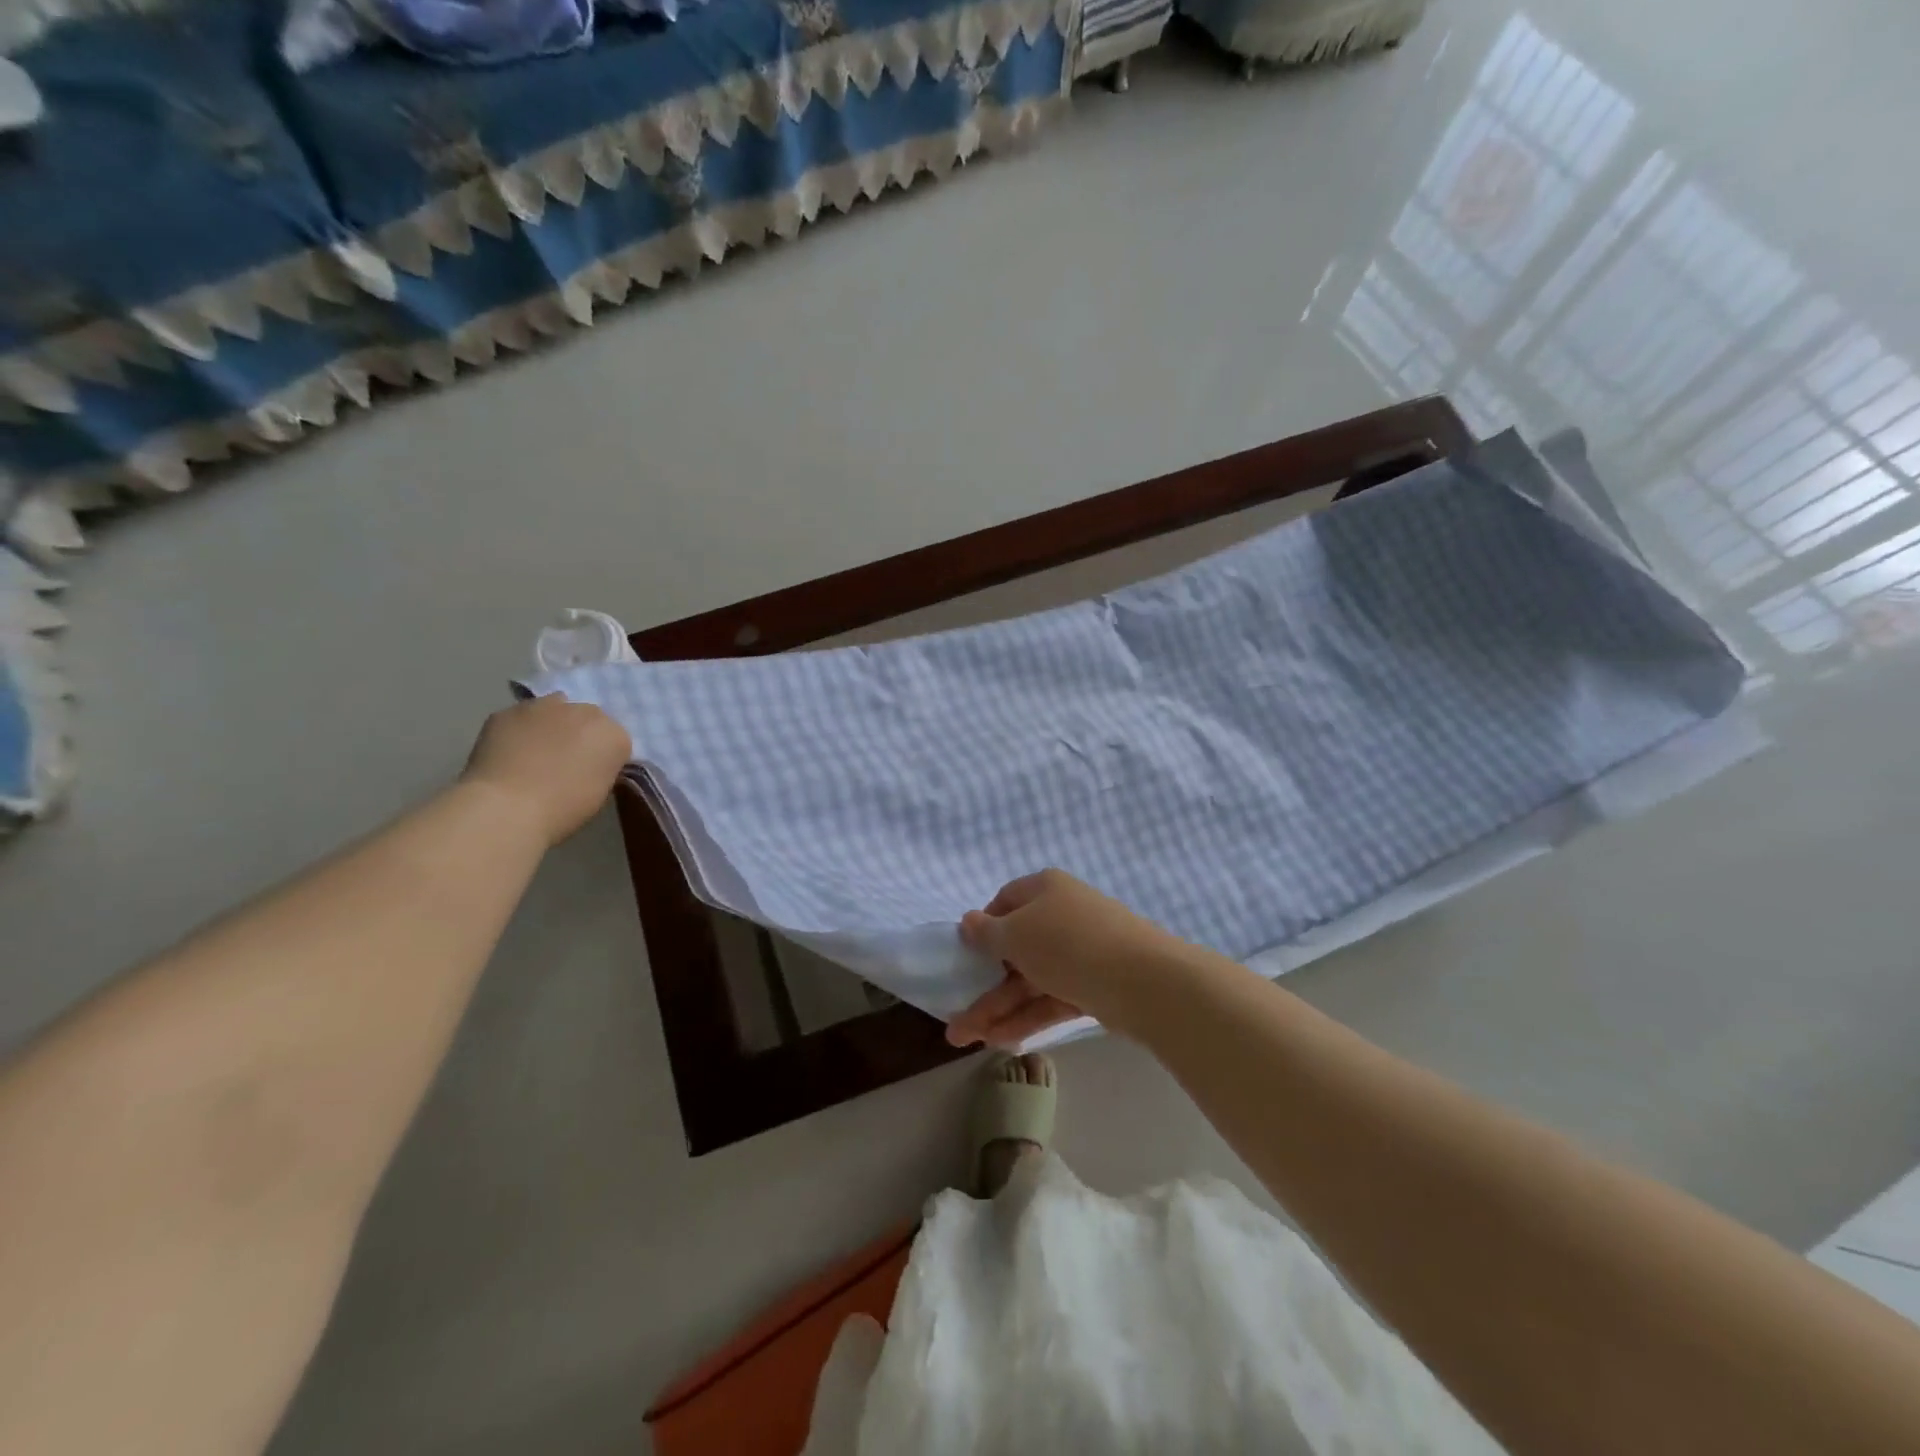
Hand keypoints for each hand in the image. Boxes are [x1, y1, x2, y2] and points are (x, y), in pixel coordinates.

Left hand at [460, 696, 631, 846]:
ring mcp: (544, 706)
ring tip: (536, 752)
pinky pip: (520, 718)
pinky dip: (519, 730)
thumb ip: (600, 768)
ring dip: (551, 725)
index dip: (603, 756)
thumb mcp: (600, 793)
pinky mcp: (508, 710)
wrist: (507, 808)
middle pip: (588, 718)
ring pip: (554, 709)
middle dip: (581, 734)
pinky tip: (509, 752)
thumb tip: (588, 764)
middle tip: (565, 761)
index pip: (616, 739)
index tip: (592, 774)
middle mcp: (585, 712)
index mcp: (614, 735)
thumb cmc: (562, 810)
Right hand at [946, 868, 1194, 1049]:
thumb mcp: (1016, 934)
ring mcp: (1080, 953)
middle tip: (956, 1016)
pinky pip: (1052, 999)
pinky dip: (1027, 1018)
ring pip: (1031, 979)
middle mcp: (1062, 915)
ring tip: (965, 1040)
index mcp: (1044, 889)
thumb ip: (987, 933)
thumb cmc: (1068, 943)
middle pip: (1015, 948)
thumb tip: (968, 921)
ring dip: (998, 1008)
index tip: (966, 955)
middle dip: (983, 983)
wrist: (1143, 980)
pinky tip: (1000, 1042)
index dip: (983, 927)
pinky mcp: (1094, 987)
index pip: (1005, 901)